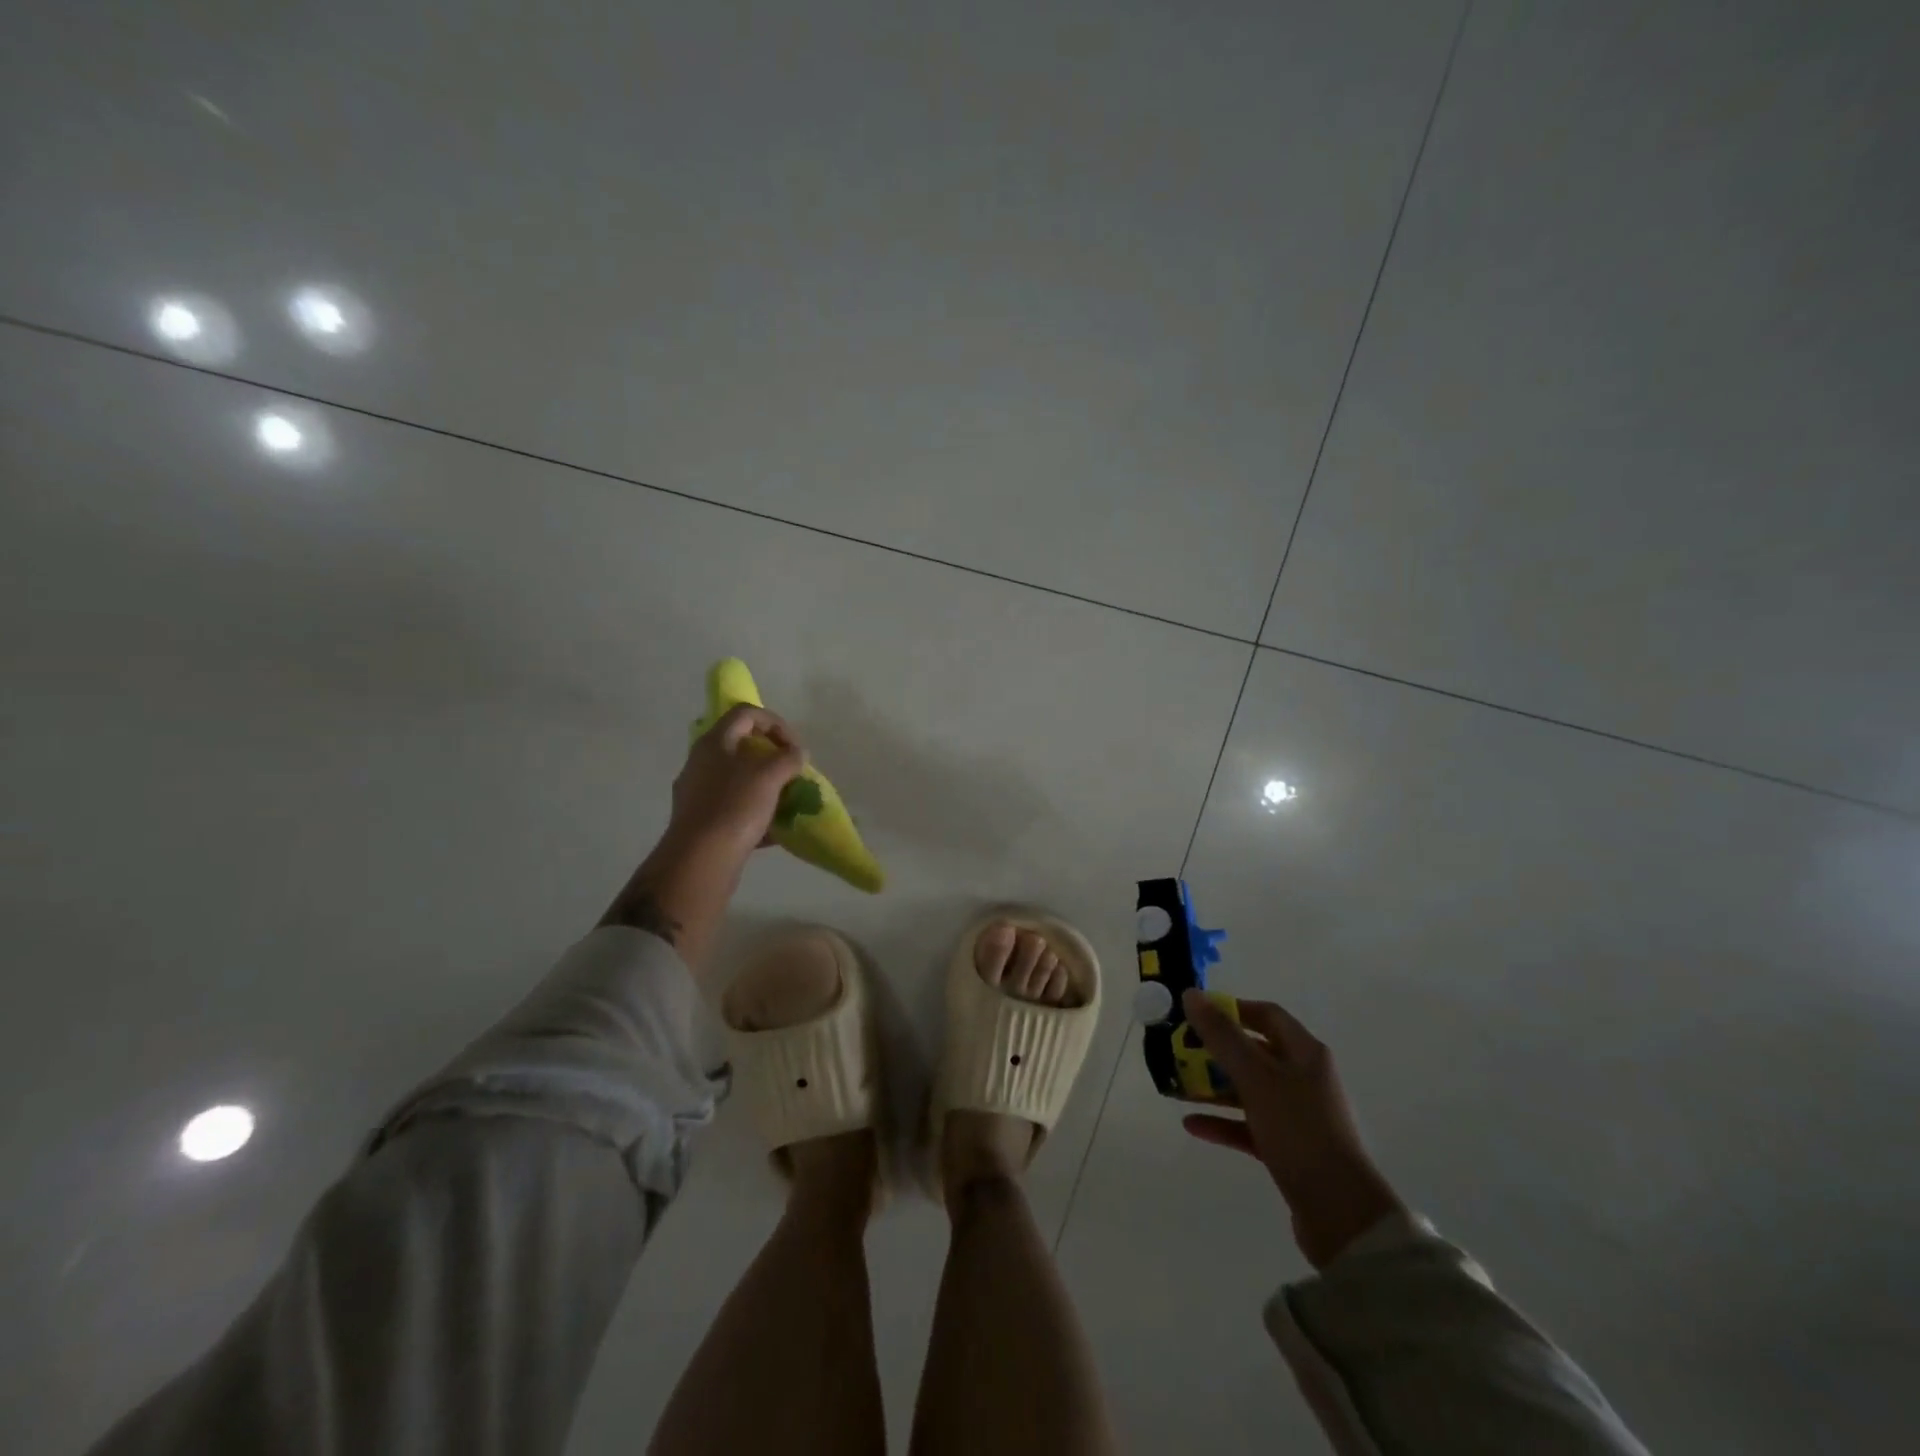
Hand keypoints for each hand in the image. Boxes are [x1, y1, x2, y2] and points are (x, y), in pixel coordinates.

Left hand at [667, 704, 807, 860]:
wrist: (700, 860)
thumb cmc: (735, 807)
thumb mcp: (770, 776)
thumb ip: (788, 758)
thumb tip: (797, 754)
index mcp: (715, 742)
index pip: (746, 713)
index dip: (775, 723)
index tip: (795, 747)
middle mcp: (701, 762)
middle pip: (742, 746)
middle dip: (773, 758)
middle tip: (792, 773)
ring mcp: (698, 792)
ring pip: (739, 779)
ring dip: (766, 786)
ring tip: (787, 802)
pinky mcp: (701, 820)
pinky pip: (734, 807)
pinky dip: (756, 813)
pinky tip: (773, 831)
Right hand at [1181, 988, 1406, 1268]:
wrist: (1340, 1214)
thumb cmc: (1299, 1131)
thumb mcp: (1256, 1077)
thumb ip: (1222, 1036)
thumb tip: (1191, 995)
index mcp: (1305, 1053)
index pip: (1266, 1015)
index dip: (1231, 1009)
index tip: (1195, 1015)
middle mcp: (1304, 1078)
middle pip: (1254, 1052)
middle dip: (1215, 1050)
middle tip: (1179, 1051)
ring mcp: (1297, 1116)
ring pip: (1248, 1090)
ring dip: (1214, 1087)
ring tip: (1178, 1087)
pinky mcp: (1288, 1149)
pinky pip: (1249, 1126)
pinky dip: (1223, 1122)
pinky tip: (1192, 1125)